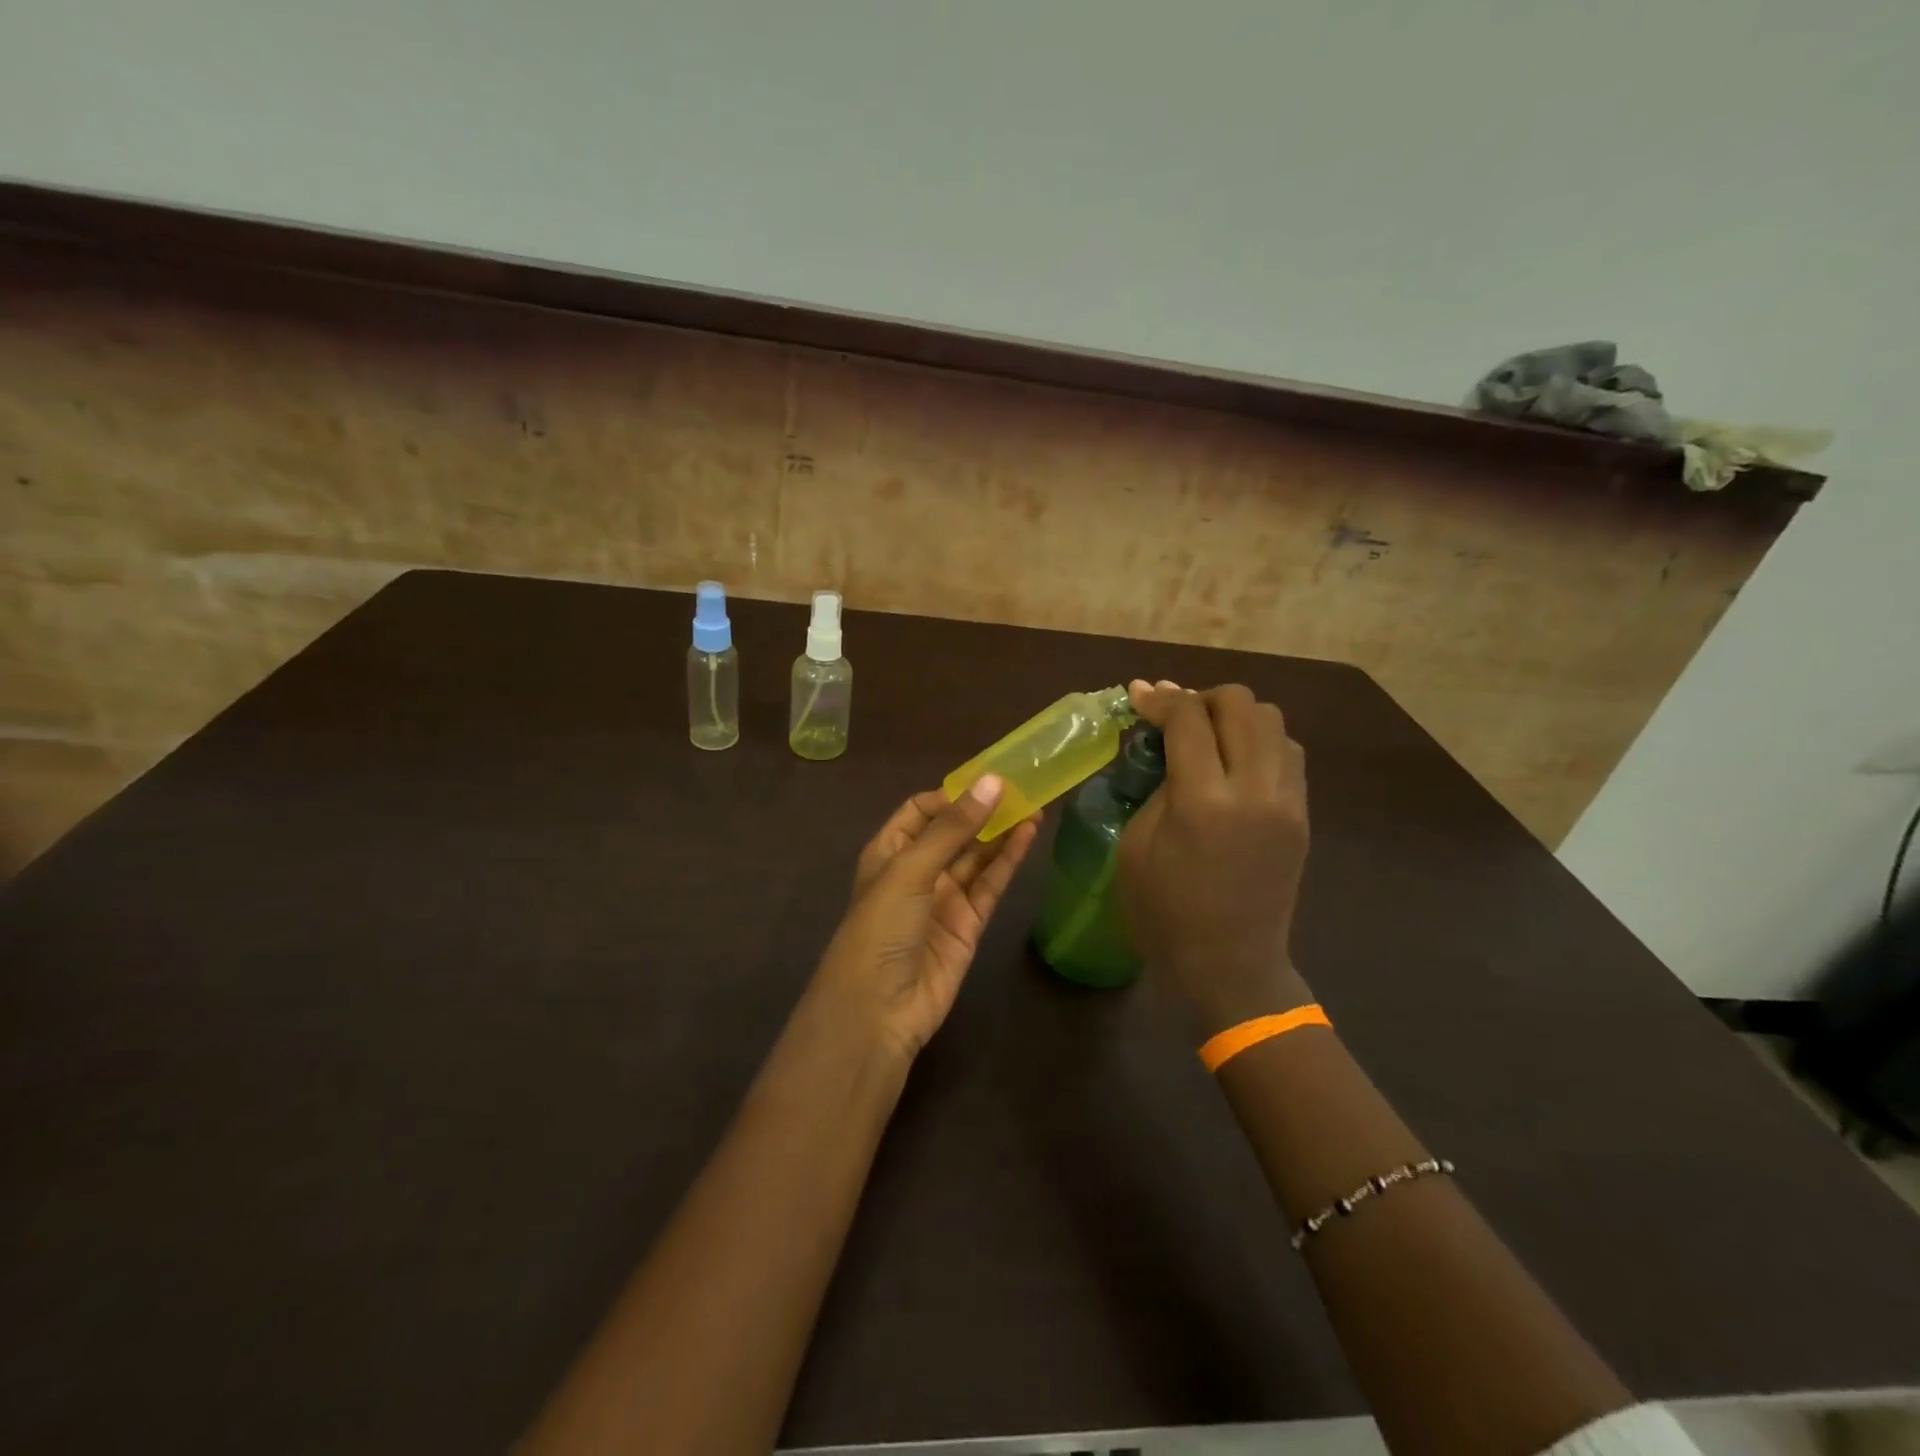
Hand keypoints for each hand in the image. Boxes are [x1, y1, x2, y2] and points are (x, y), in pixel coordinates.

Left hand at [808, 778, 1041, 1058]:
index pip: (920, 810)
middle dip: (983, 811)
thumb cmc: (881, 927)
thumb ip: (953, 828)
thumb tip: (992, 782)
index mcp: (889, 851)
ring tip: (1035, 805)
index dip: (951, 796)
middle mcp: (916, 871)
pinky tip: (1028, 835)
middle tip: (1022, 788)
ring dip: (1002, 832)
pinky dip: (1008, 861)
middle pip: (954, 832)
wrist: (878, 1010)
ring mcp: (944, 899)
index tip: (986, 782)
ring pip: (977, 857)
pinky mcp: (968, 925)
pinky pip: (990, 885)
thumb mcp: (910, 870)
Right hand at [1119, 680, 1313, 1037]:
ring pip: (1274, 721)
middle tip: (1175, 715)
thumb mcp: (1136, 847)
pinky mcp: (1303, 816)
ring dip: (1236, 716)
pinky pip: (1289, 753)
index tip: (1139, 695)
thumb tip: (1162, 744)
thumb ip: (1155, 787)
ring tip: (1208, 734)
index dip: (1160, 699)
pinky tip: (1235, 761)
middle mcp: (1254, 791)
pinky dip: (1260, 742)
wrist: (1230, 964)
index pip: (1188, 719)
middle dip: (1202, 698)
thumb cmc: (1164, 912)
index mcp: (1203, 802)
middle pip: (1240, 705)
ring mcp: (1287, 802)